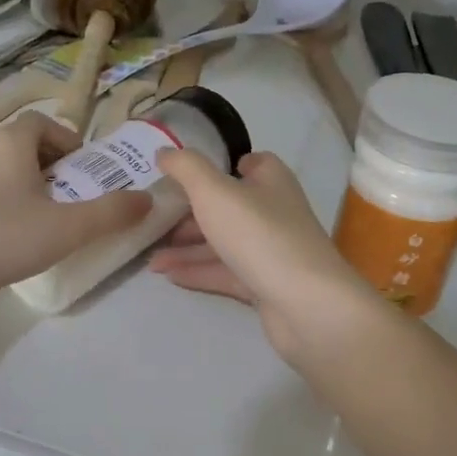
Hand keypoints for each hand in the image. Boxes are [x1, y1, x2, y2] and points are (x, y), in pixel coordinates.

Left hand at [0, 112, 152, 302]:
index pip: (42, 123)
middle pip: (20, 144)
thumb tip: (147, 199)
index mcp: (9, 142)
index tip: (81, 171)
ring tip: (35, 219)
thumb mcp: (67, 230)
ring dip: (19, 184)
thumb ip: (111, 213)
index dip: (66, 141)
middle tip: (65, 198)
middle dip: (47, 165)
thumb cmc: (2, 239)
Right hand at [149, 149, 376, 356]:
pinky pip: (225, 272)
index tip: (182, 175)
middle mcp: (273, 212)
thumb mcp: (214, 192)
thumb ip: (186, 168)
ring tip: (150, 257)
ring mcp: (270, 250)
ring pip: (223, 242)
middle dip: (191, 213)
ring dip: (188, 248)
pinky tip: (168, 276)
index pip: (249, 163)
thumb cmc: (260, 235)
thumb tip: (165, 151)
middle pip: (228, 206)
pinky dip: (198, 271)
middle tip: (154, 220)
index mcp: (270, 181)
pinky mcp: (265, 284)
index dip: (218, 165)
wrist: (306, 304)